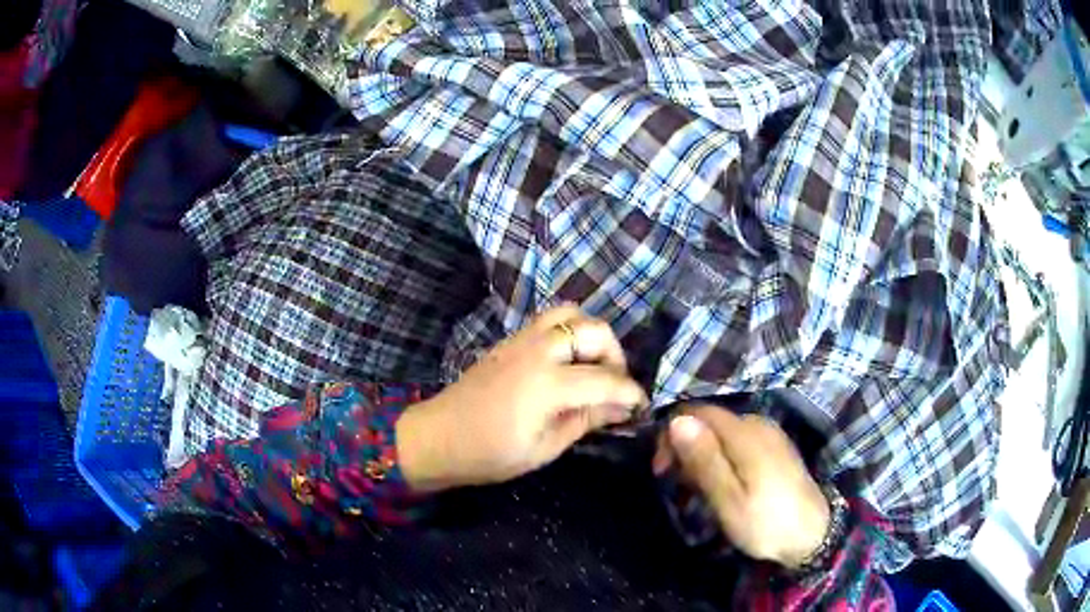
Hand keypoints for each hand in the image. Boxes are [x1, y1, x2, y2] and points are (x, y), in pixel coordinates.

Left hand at [398, 306, 647, 490]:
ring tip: (592, 366)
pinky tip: (567, 362)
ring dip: (590, 334)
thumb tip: (620, 408)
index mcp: (547, 384)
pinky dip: (568, 331)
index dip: (631, 392)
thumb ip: (585, 421)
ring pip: (570, 314)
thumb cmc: (489, 455)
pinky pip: (547, 321)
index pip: (605, 379)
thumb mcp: (544, 448)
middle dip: (615, 355)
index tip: (642, 405)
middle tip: (613, 384)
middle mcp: (537, 351)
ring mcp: (520, 340)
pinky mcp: (509, 341)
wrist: (437, 438)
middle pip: (593, 330)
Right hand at [653, 406, 830, 568]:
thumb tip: (677, 419)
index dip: (672, 433)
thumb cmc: (765, 522)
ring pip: (723, 433)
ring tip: (696, 492)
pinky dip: (721, 459)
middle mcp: (758, 424)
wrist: (813, 535)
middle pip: (710, 421)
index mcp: (745, 433)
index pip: (697, 412)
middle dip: (686, 448)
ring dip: (702, 457)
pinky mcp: (775, 448)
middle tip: (676, 485)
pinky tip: (721, 485)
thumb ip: (704, 459)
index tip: (662, 468)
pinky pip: (738, 442)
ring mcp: (770, 435)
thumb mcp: (728, 499)